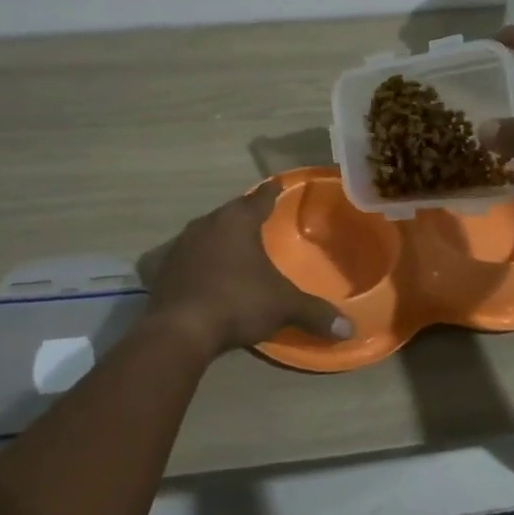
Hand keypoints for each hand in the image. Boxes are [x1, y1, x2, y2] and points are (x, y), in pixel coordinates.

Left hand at [140, 181, 352, 356]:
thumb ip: (315, 312)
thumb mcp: (283, 306)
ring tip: (234, 246)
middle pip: (230, 213)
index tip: (277, 184)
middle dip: (244, 215)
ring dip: (220, 237)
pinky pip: (188, 257)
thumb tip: (349, 329)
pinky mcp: (163, 269)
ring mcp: (180, 245)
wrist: (179, 330)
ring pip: (206, 232)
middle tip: (258, 218)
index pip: (259, 199)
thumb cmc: (237, 302)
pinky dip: (199, 261)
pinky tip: (205, 272)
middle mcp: (206, 224)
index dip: (271, 192)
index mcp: (236, 221)